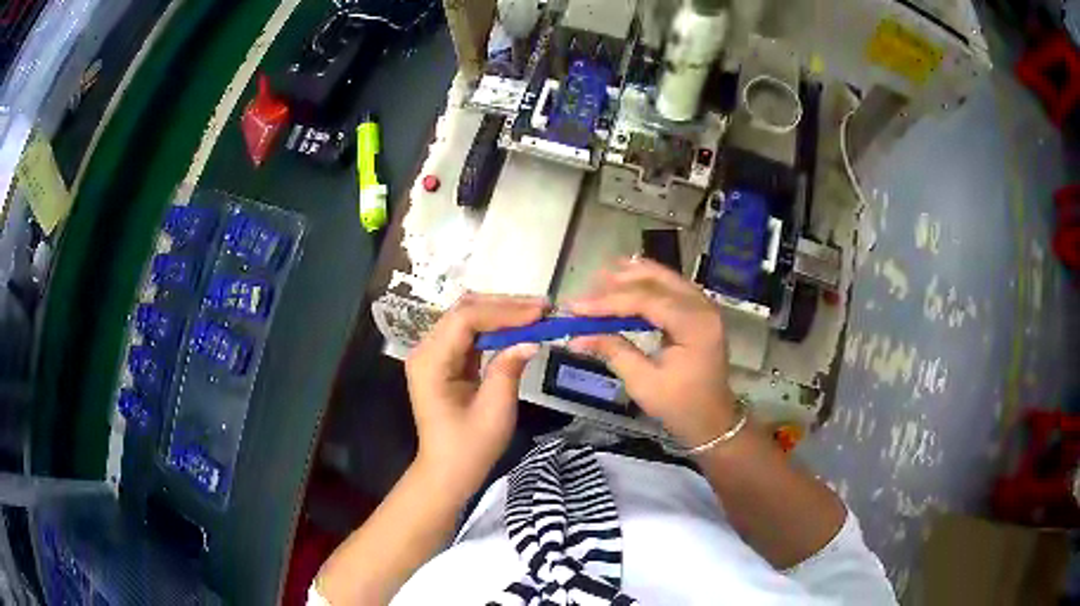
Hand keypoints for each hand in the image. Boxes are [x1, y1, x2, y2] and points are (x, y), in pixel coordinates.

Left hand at [405, 293, 544, 500]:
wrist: (449, 471)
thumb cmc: (470, 447)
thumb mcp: (495, 410)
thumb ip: (509, 369)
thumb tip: (532, 339)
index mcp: (430, 362)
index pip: (465, 319)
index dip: (503, 311)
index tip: (539, 313)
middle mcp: (426, 349)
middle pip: (464, 311)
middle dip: (505, 306)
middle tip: (542, 308)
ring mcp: (434, 353)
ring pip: (468, 317)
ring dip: (502, 313)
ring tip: (536, 314)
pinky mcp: (445, 359)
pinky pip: (470, 333)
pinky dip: (496, 328)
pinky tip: (519, 328)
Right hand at [569, 258, 735, 447]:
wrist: (711, 420)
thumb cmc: (680, 406)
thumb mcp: (643, 383)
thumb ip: (614, 352)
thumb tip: (576, 336)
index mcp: (695, 325)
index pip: (647, 300)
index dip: (608, 302)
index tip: (576, 307)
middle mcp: (703, 307)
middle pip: (657, 281)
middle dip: (618, 283)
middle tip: (585, 288)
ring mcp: (703, 307)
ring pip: (664, 278)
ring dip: (632, 277)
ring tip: (601, 278)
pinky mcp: (698, 312)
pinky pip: (670, 288)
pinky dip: (646, 284)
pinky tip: (626, 281)